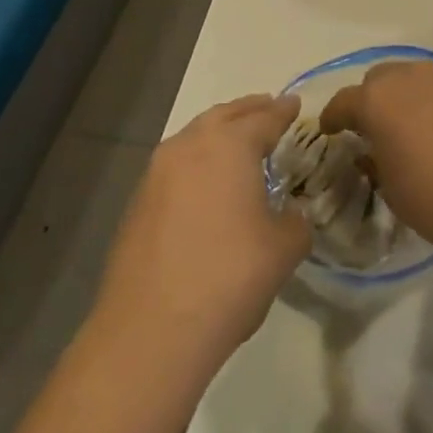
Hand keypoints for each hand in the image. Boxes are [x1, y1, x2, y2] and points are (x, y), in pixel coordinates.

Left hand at [92, 94, 310, 374]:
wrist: (151, 329)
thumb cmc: (229, 276)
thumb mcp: (283, 250)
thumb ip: (295, 223)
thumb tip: (291, 217)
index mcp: (230, 145)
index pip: (264, 118)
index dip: (283, 111)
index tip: (294, 104)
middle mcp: (190, 146)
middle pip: (224, 116)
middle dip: (249, 110)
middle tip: (268, 107)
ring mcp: (157, 173)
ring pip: (194, 137)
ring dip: (218, 133)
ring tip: (238, 141)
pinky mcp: (138, 202)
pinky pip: (176, 166)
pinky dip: (197, 162)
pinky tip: (206, 183)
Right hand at [320, 49, 432, 269]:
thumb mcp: (392, 191)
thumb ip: (374, 161)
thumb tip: (373, 148)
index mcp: (375, 103)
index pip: (343, 103)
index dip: (334, 118)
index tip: (334, 130)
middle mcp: (405, 75)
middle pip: (379, 80)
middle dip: (375, 101)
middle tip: (385, 129)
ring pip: (416, 71)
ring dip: (413, 91)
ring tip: (427, 118)